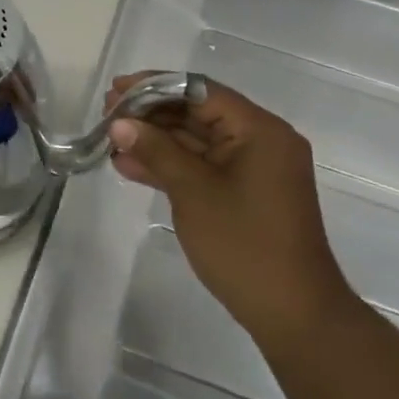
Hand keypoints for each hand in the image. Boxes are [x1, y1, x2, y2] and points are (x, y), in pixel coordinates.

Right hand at [106, 72, 353, 335]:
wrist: (292, 312)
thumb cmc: (244, 244)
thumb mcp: (194, 192)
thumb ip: (156, 151)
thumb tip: (120, 123)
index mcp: (259, 130)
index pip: (201, 91)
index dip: (155, 86)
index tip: (117, 91)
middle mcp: (260, 141)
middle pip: (198, 113)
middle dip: (152, 114)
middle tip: (107, 115)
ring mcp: (253, 169)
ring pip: (197, 141)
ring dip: (156, 140)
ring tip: (111, 140)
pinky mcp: (244, 193)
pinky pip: (203, 167)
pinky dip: (170, 165)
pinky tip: (130, 166)